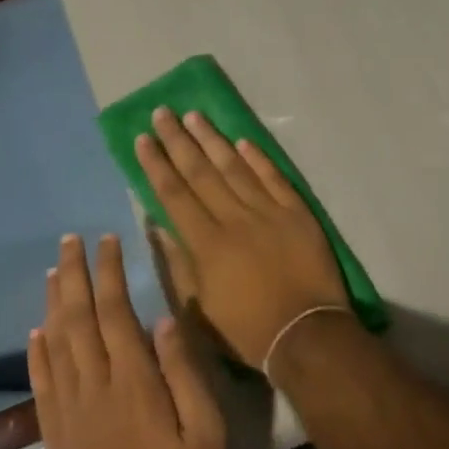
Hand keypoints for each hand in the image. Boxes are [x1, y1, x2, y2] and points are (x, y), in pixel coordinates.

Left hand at [29, 234, 225, 448]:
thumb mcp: (207, 429)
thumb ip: (185, 371)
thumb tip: (164, 319)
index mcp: (134, 381)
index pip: (115, 310)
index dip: (109, 272)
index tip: (108, 240)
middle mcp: (94, 387)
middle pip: (77, 318)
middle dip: (74, 274)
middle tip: (69, 240)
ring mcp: (69, 413)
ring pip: (55, 345)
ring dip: (53, 304)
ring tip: (54, 271)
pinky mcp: (56, 438)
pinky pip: (41, 385)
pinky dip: (36, 353)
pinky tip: (36, 333)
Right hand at [134, 108, 352, 370]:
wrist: (306, 335)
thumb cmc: (246, 330)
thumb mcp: (198, 310)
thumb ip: (178, 264)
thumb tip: (158, 226)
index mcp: (206, 243)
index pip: (174, 194)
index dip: (156, 164)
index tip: (142, 138)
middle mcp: (234, 218)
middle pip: (200, 172)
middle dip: (178, 140)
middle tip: (163, 113)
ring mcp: (268, 212)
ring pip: (235, 167)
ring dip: (213, 140)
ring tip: (195, 115)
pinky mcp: (297, 213)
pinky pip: (274, 178)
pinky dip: (258, 158)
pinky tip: (242, 141)